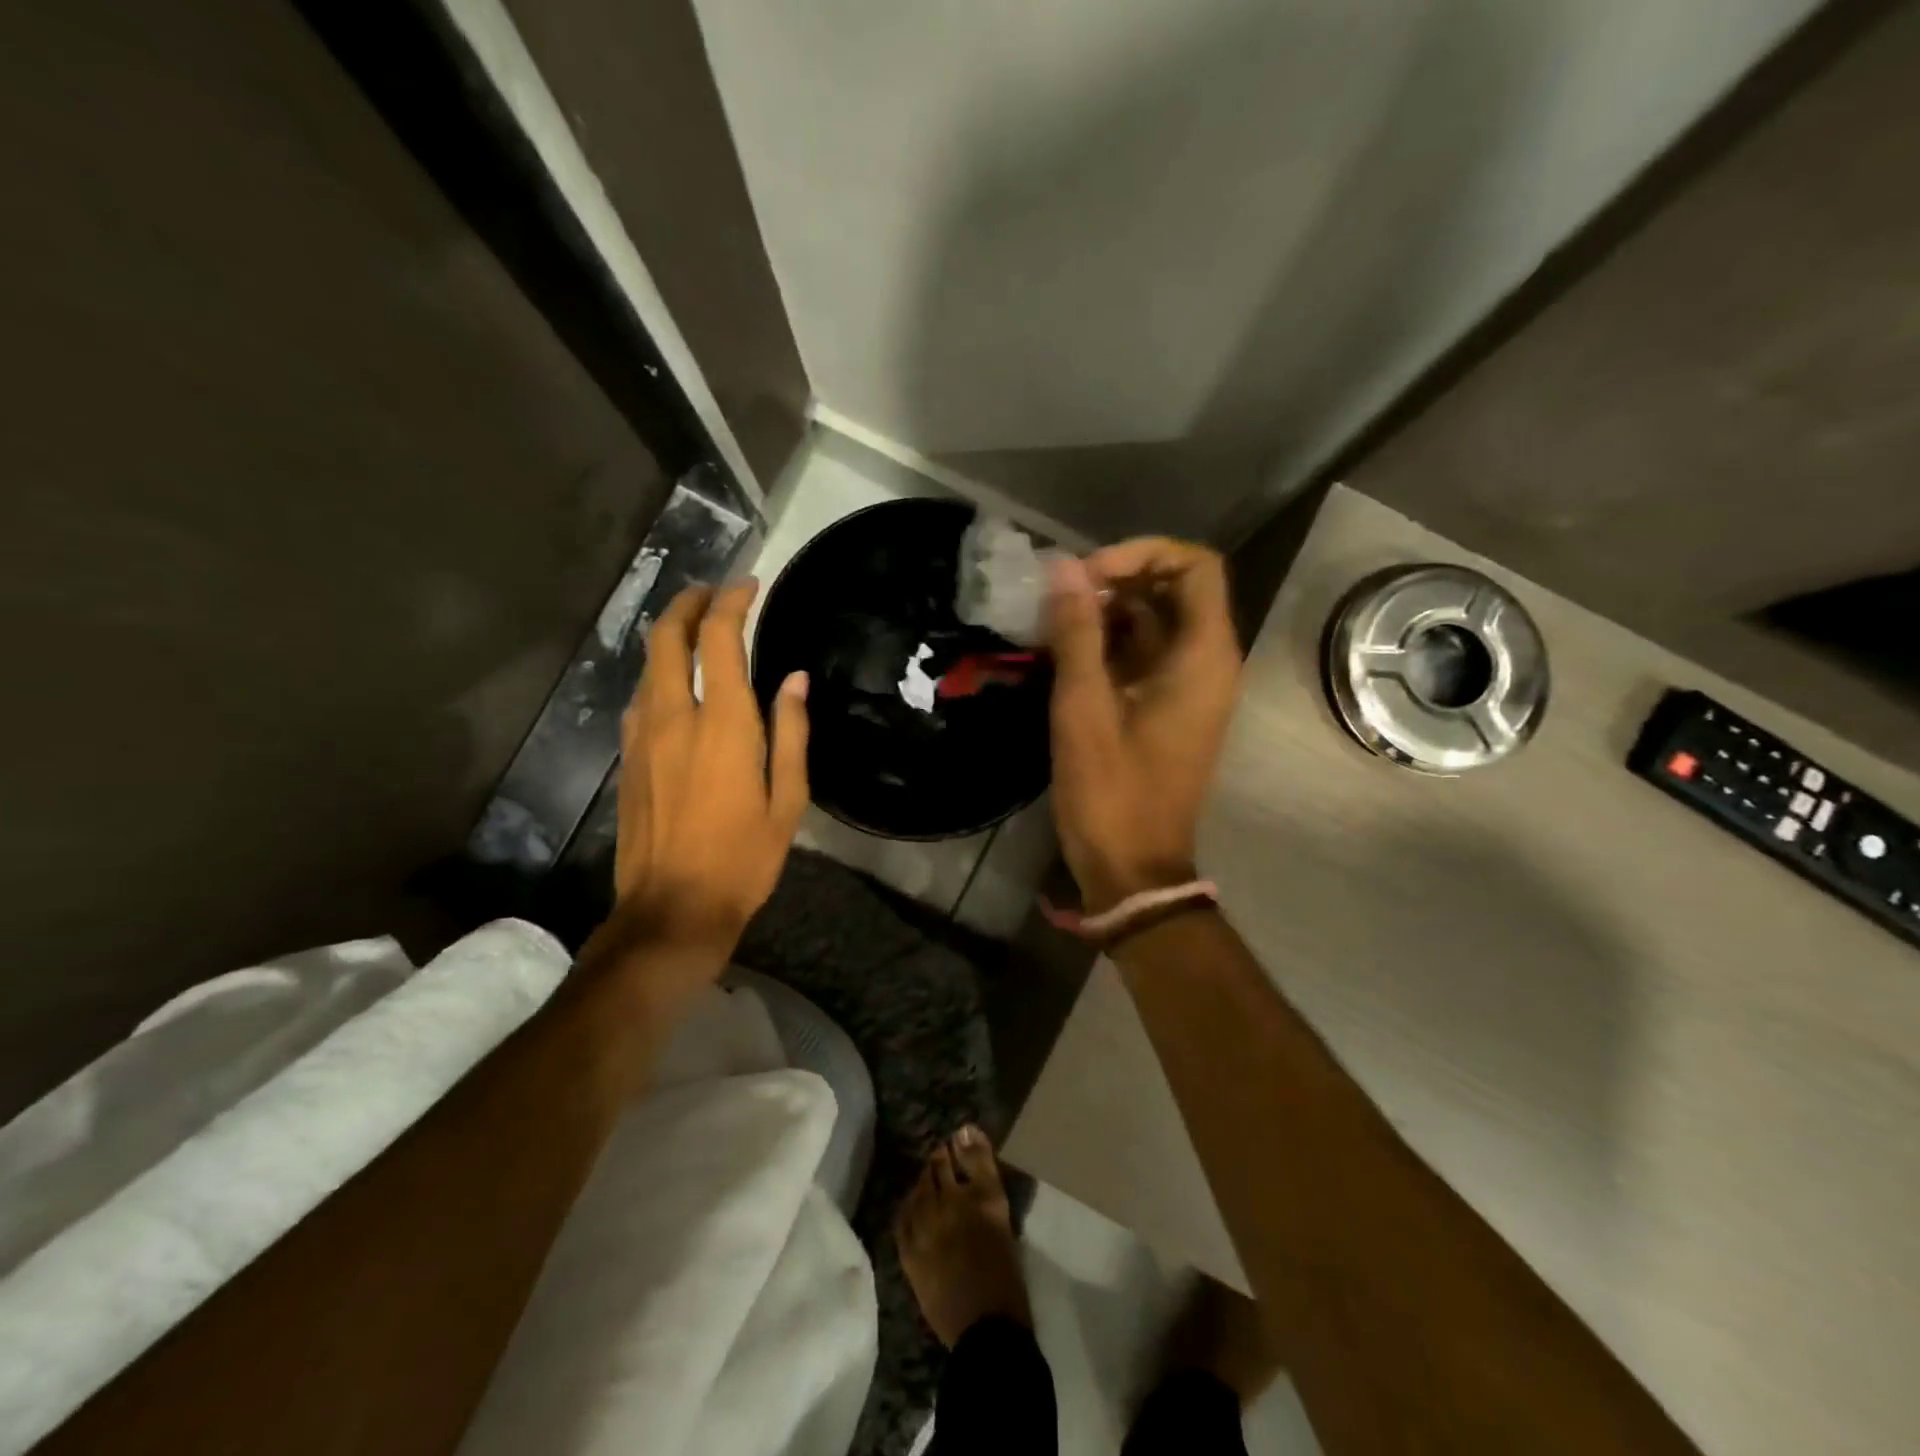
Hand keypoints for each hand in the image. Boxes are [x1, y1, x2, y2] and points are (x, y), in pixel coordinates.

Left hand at [613, 580, 808, 972]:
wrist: (672, 909)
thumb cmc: (744, 858)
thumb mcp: (787, 799)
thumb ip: (791, 732)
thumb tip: (795, 679)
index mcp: (723, 724)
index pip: (719, 638)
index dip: (731, 602)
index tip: (749, 586)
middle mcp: (674, 717)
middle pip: (666, 637)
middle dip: (687, 602)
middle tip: (713, 592)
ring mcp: (642, 736)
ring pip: (648, 664)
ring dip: (670, 635)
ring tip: (698, 630)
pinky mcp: (627, 758)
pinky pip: (641, 697)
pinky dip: (659, 673)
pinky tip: (677, 685)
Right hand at [1046, 539, 1242, 912]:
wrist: (1133, 867)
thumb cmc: (1112, 792)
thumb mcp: (1085, 708)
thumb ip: (1077, 634)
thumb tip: (1064, 569)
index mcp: (1204, 657)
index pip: (1194, 567)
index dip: (1142, 554)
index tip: (1087, 575)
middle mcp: (1208, 663)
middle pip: (1175, 590)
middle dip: (1118, 580)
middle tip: (1062, 595)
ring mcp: (1190, 688)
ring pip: (1156, 622)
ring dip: (1109, 612)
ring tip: (1054, 620)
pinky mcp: (1170, 708)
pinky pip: (1146, 655)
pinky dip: (1111, 643)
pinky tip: (1066, 651)